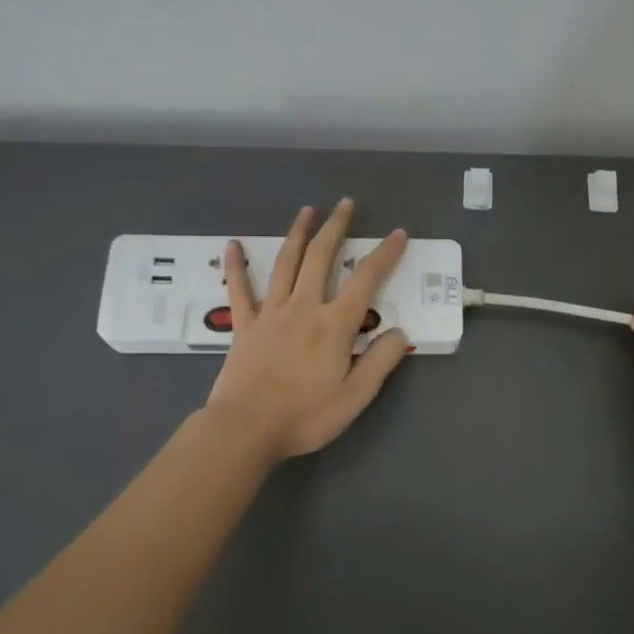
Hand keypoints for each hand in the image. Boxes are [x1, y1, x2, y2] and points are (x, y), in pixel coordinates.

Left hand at [203, 200, 411, 460]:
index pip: (365, 280)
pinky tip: (233, 245)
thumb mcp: (355, 397)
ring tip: (307, 210)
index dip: (384, 254)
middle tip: (346, 204)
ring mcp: (271, 313)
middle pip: (321, 258)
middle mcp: (304, 307)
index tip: (397, 233)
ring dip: (298, 234)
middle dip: (336, 228)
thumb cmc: (305, 416)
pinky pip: (240, 289)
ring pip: (286, 263)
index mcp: (334, 325)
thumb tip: (399, 332)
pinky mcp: (244, 325)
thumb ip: (380, 361)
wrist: (246, 428)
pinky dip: (237, 265)